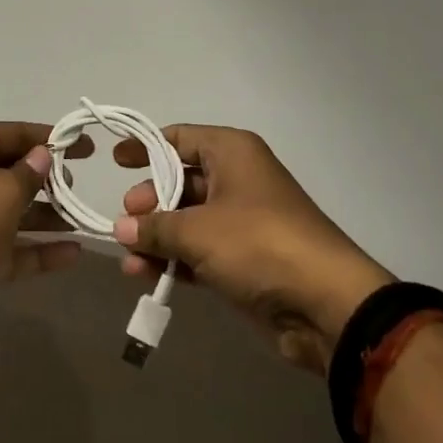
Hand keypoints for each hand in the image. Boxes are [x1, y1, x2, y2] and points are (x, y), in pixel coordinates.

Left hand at [0, 122, 81, 314]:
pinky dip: (38, 248)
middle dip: (48, 179)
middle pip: (13, 171)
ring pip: (14, 210)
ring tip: (83, 218)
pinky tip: (74, 253)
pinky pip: (11, 246)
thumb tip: (43, 156)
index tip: (86, 147)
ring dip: (48, 215)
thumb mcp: (2, 190)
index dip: (51, 138)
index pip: (14, 133)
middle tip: (77, 187)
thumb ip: (30, 173)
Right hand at [86, 125, 392, 373]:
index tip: (115, 161)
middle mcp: (237, 178)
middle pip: (181, 180)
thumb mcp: (197, 231)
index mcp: (231, 153)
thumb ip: (154, 227)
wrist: (326, 304)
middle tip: (124, 223)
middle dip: (149, 203)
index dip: (145, 147)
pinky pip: (202, 250)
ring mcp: (243, 220)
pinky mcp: (247, 258)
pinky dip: (177, 260)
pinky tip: (149, 277)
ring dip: (158, 238)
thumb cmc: (258, 244)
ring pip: (189, 220)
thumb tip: (120, 228)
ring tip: (129, 261)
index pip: (179, 138)